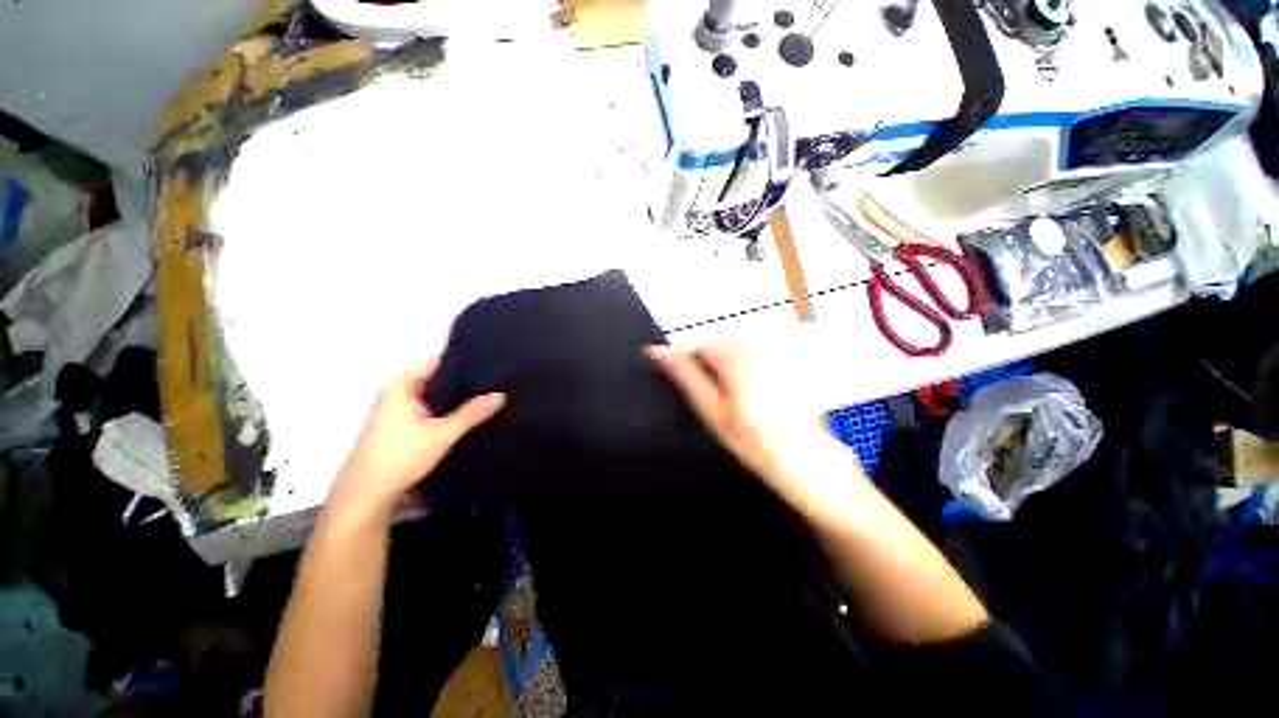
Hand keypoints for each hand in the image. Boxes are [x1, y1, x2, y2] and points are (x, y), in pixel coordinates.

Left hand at [329, 360, 505, 518]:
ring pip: (430, 394)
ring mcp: (393, 409)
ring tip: (482, 395)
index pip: (436, 361)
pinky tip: (462, 415)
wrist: (366, 494)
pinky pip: (425, 407)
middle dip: (460, 380)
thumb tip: (500, 395)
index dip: (461, 361)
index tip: (487, 365)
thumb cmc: (401, 457)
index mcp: (401, 386)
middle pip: (433, 378)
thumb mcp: (443, 434)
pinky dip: (442, 408)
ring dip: (451, 396)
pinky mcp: (395, 424)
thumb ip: (471, 413)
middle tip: (490, 382)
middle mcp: (395, 392)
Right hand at [648, 342, 857, 511]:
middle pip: (716, 341)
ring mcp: (773, 351)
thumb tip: (659, 353)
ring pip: (733, 344)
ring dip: (725, 362)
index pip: (697, 342)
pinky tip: (752, 390)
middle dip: (707, 361)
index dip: (685, 359)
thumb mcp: (712, 412)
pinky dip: (743, 363)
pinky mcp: (784, 357)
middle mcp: (757, 347)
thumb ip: (685, 377)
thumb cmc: (756, 442)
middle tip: (713, 394)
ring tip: (734, 395)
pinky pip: (752, 350)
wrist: (806, 460)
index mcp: (735, 359)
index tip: (684, 377)